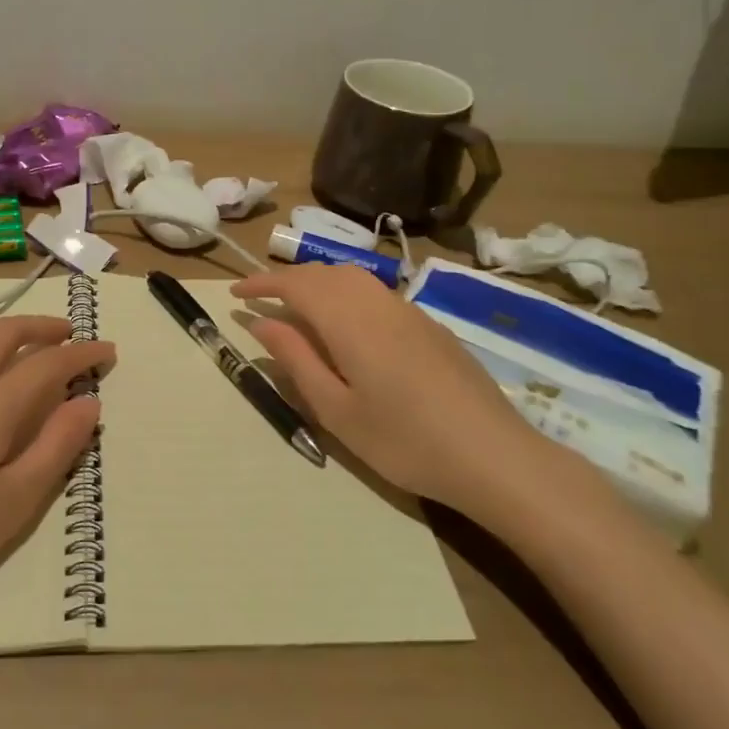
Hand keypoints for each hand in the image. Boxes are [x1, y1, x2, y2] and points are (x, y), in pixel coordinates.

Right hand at [232, 264, 558, 527]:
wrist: (493, 455)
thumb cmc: (404, 441)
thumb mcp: (336, 410)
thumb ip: (296, 360)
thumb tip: (263, 323)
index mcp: (349, 320)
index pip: (295, 284)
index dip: (262, 284)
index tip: (235, 295)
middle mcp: (377, 302)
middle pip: (324, 273)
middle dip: (288, 280)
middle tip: (263, 304)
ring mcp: (408, 311)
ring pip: (352, 278)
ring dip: (318, 284)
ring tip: (299, 312)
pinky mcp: (429, 325)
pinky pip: (375, 294)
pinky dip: (346, 296)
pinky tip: (348, 329)